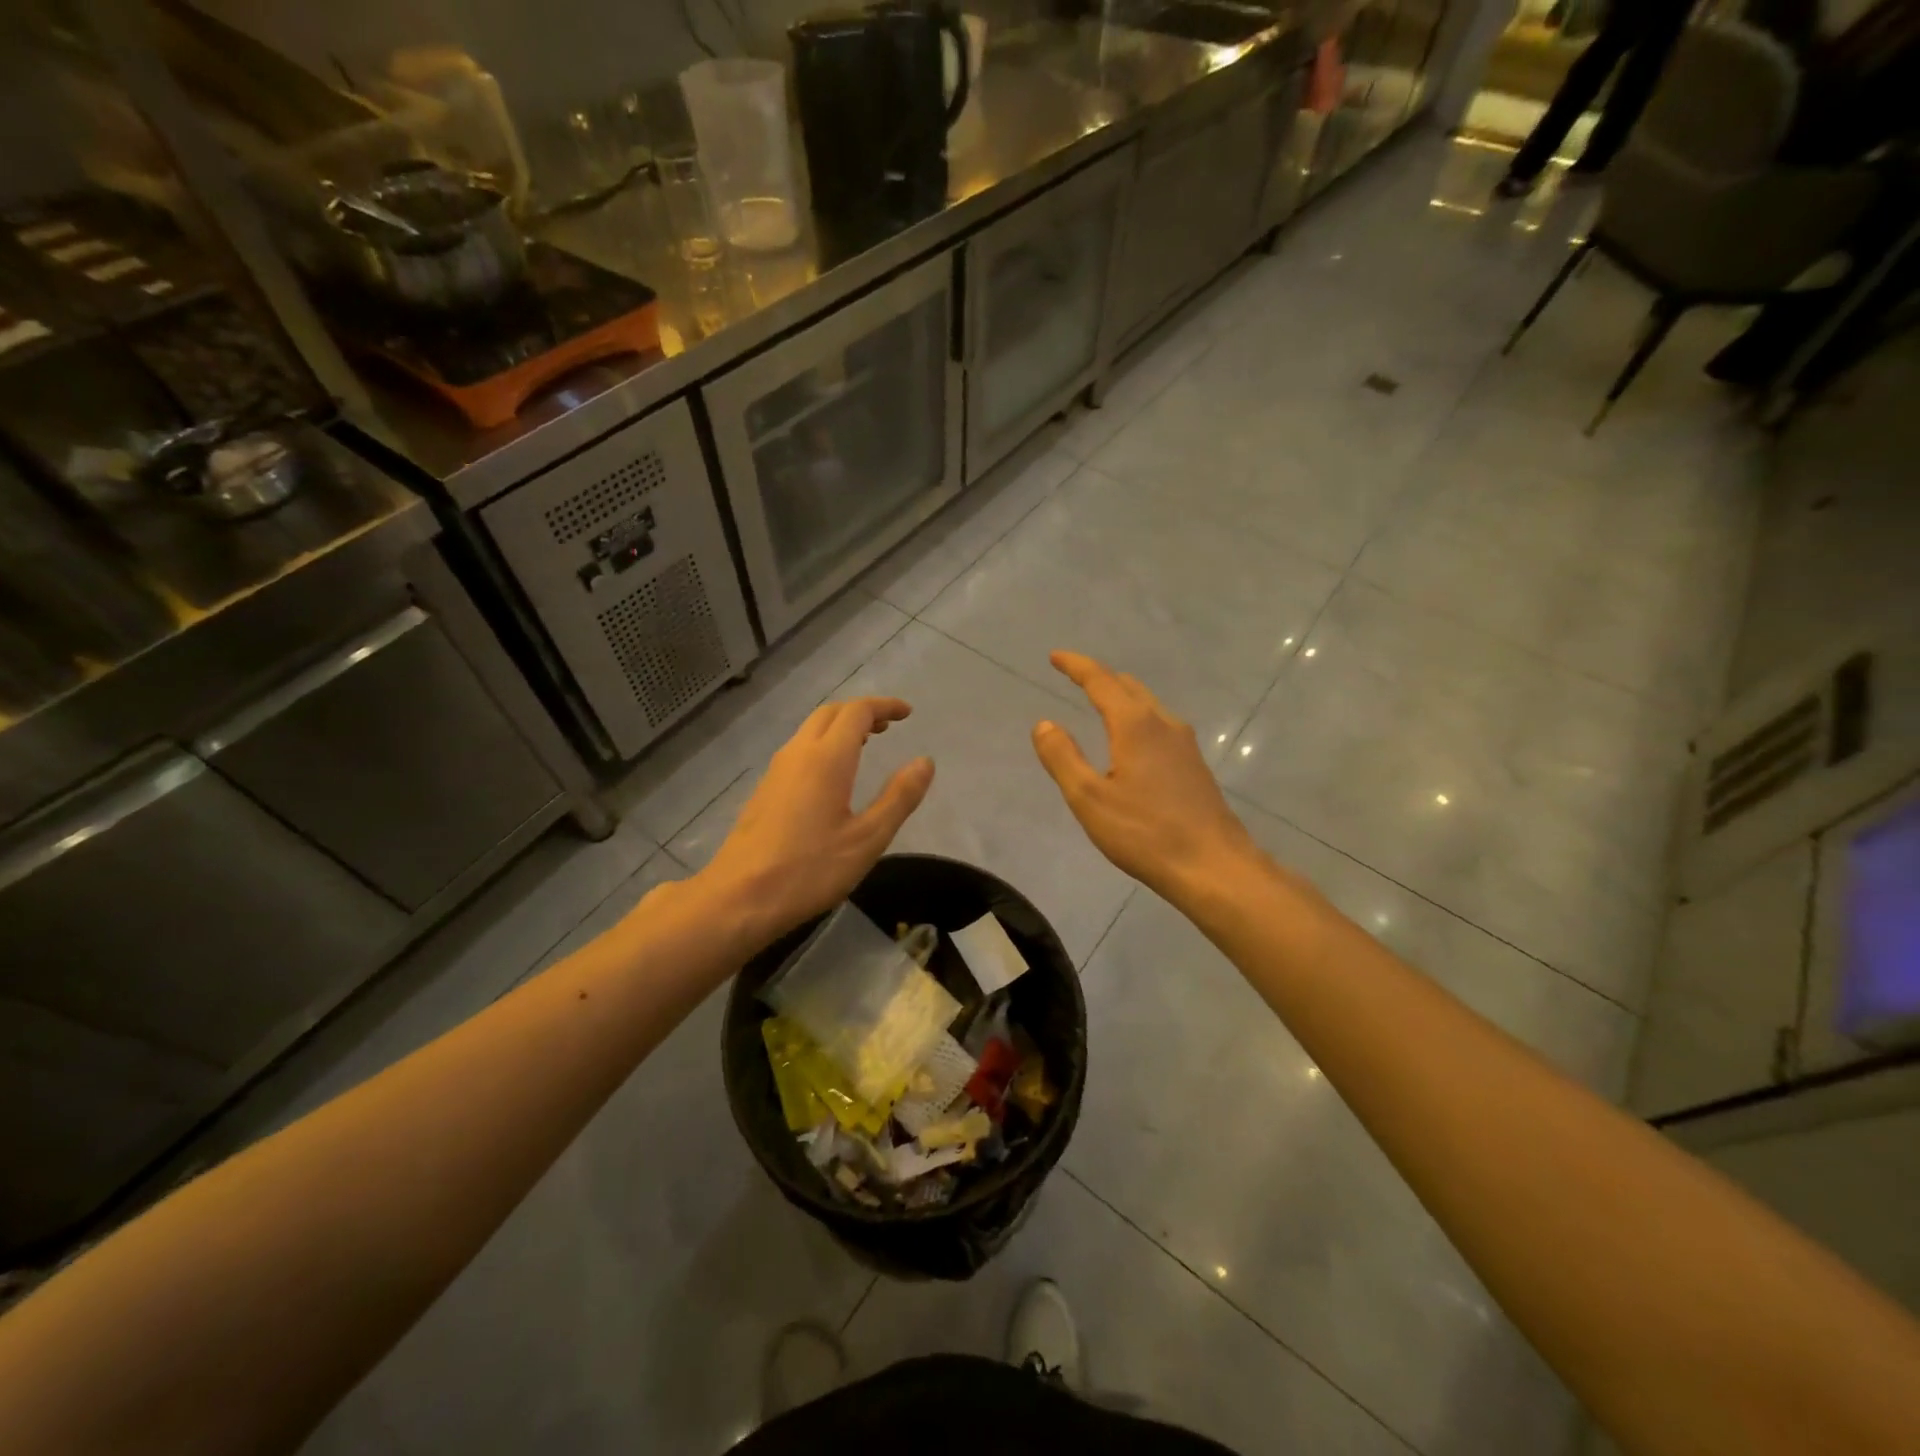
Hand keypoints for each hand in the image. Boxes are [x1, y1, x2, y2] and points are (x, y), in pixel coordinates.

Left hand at [698, 697, 933, 949]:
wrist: (739, 898)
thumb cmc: (809, 870)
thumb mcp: (867, 839)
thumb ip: (899, 797)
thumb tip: (925, 761)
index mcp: (826, 759)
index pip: (857, 712)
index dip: (884, 706)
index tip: (907, 713)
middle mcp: (798, 754)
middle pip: (830, 713)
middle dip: (861, 712)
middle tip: (888, 727)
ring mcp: (776, 771)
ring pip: (810, 731)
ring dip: (840, 728)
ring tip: (866, 745)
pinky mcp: (765, 790)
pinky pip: (798, 750)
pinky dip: (823, 746)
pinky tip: (833, 776)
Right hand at [1032, 652, 1258, 901]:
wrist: (1213, 866)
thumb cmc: (1145, 833)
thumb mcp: (1089, 799)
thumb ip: (1063, 758)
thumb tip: (1043, 724)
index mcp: (1135, 725)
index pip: (1101, 681)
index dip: (1076, 666)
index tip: (1055, 656)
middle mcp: (1164, 724)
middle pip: (1129, 687)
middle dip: (1100, 677)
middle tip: (1075, 676)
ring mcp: (1185, 744)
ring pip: (1149, 705)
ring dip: (1122, 696)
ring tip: (1101, 701)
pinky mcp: (1195, 765)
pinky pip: (1160, 724)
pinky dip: (1138, 717)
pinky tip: (1133, 740)